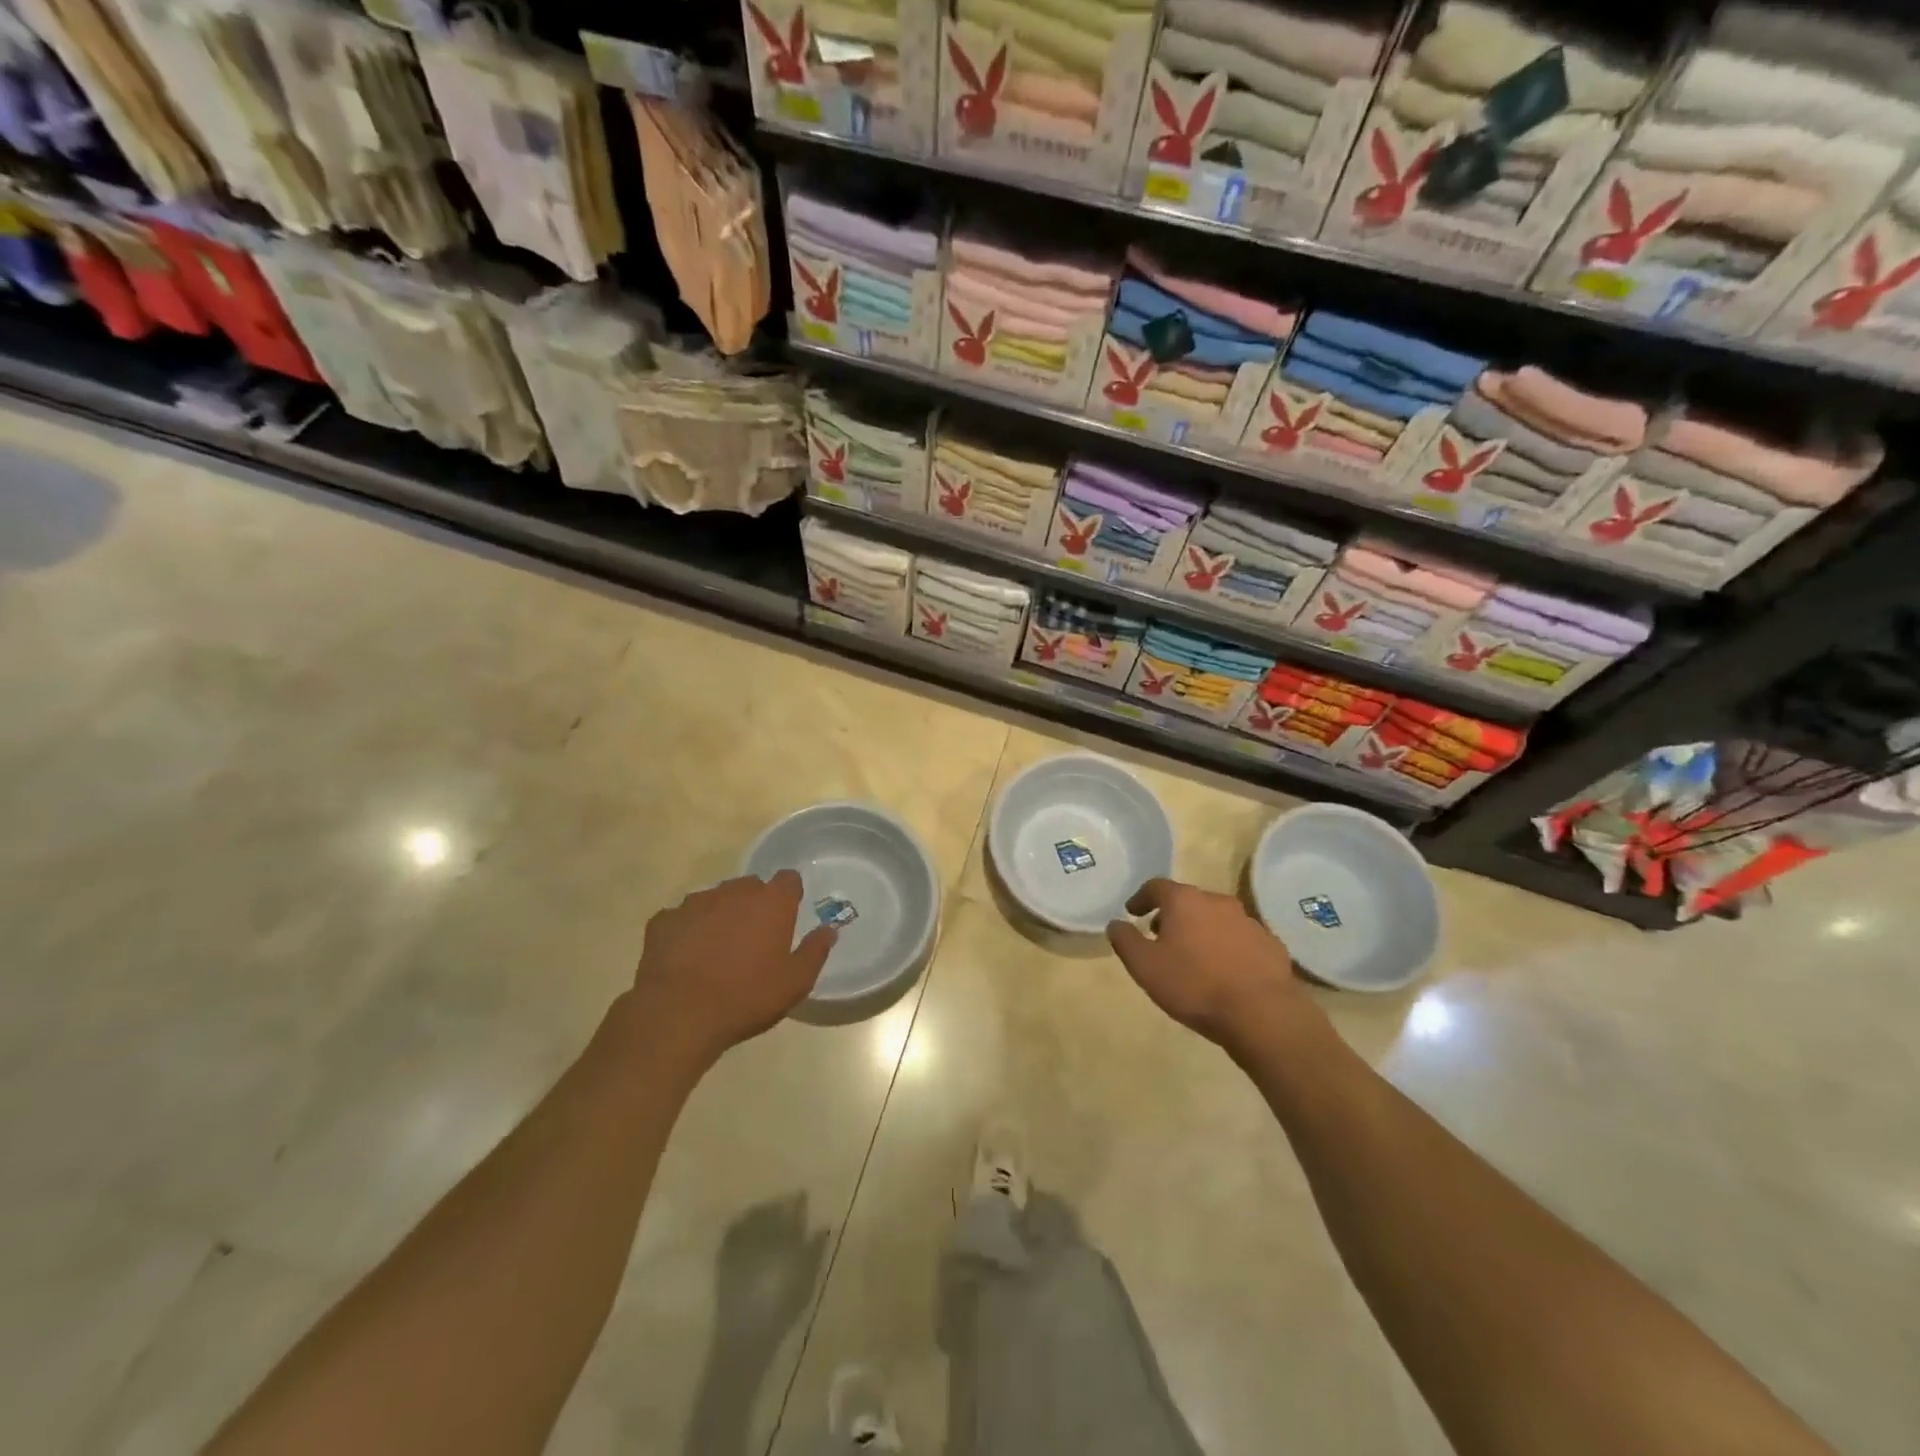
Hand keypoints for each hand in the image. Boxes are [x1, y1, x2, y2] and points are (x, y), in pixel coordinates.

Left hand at [628, 872, 835, 1071]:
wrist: (679, 1014)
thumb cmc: (746, 997)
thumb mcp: (795, 983)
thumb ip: (814, 951)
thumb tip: (828, 930)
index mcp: (771, 903)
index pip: (788, 880)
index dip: (789, 895)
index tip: (787, 915)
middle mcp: (734, 892)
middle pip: (750, 886)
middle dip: (754, 905)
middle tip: (754, 938)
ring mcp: (695, 903)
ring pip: (715, 899)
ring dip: (720, 915)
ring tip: (717, 949)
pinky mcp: (664, 920)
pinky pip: (681, 918)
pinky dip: (687, 931)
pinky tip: (685, 957)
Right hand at [1106, 878, 1324, 1054]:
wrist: (1262, 1013)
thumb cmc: (1194, 985)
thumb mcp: (1145, 966)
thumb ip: (1125, 941)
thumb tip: (1116, 924)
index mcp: (1185, 901)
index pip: (1156, 886)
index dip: (1141, 898)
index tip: (1132, 912)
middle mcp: (1217, 901)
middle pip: (1188, 901)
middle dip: (1172, 916)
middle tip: (1160, 937)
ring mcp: (1248, 921)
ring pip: (1216, 919)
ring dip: (1201, 931)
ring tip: (1193, 957)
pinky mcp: (1270, 944)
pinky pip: (1240, 939)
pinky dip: (1227, 947)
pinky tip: (1224, 972)